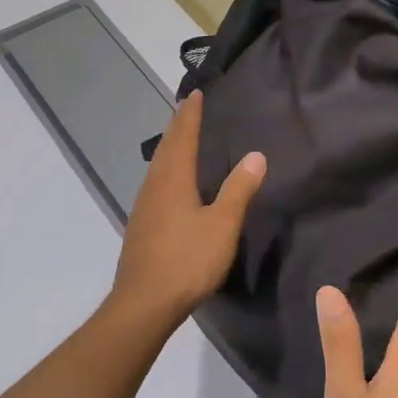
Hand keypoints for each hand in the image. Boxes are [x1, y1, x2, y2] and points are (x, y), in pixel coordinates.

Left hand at [108, 92, 265, 334]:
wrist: (144, 303)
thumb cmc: (187, 260)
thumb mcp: (222, 225)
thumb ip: (239, 189)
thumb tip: (256, 155)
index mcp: (173, 180)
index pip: (182, 137)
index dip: (190, 115)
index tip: (195, 94)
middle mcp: (154, 186)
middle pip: (166, 148)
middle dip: (178, 127)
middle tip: (188, 109)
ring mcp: (144, 207)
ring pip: (157, 166)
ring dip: (170, 148)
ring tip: (181, 139)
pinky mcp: (141, 226)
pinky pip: (155, 184)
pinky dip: (166, 170)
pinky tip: (171, 183)